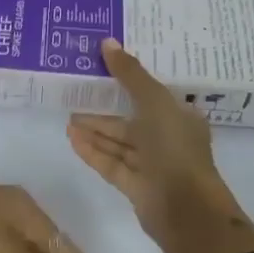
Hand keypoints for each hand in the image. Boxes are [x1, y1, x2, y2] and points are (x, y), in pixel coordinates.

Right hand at [68, 39, 253, 252]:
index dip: (130, 79)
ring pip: (119, 142)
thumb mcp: (154, 102)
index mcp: (180, 116)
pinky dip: (93, 150)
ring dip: (95, 129)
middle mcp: (167, 138)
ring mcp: (152, 164)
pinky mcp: (136, 186)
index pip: (152, 93)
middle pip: (131, 118)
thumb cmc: (175, 148)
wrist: (186, 210)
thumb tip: (107, 42)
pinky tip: (71, 137)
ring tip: (67, 115)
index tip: (104, 66)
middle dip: (105, 107)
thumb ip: (130, 74)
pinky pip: (111, 162)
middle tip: (76, 91)